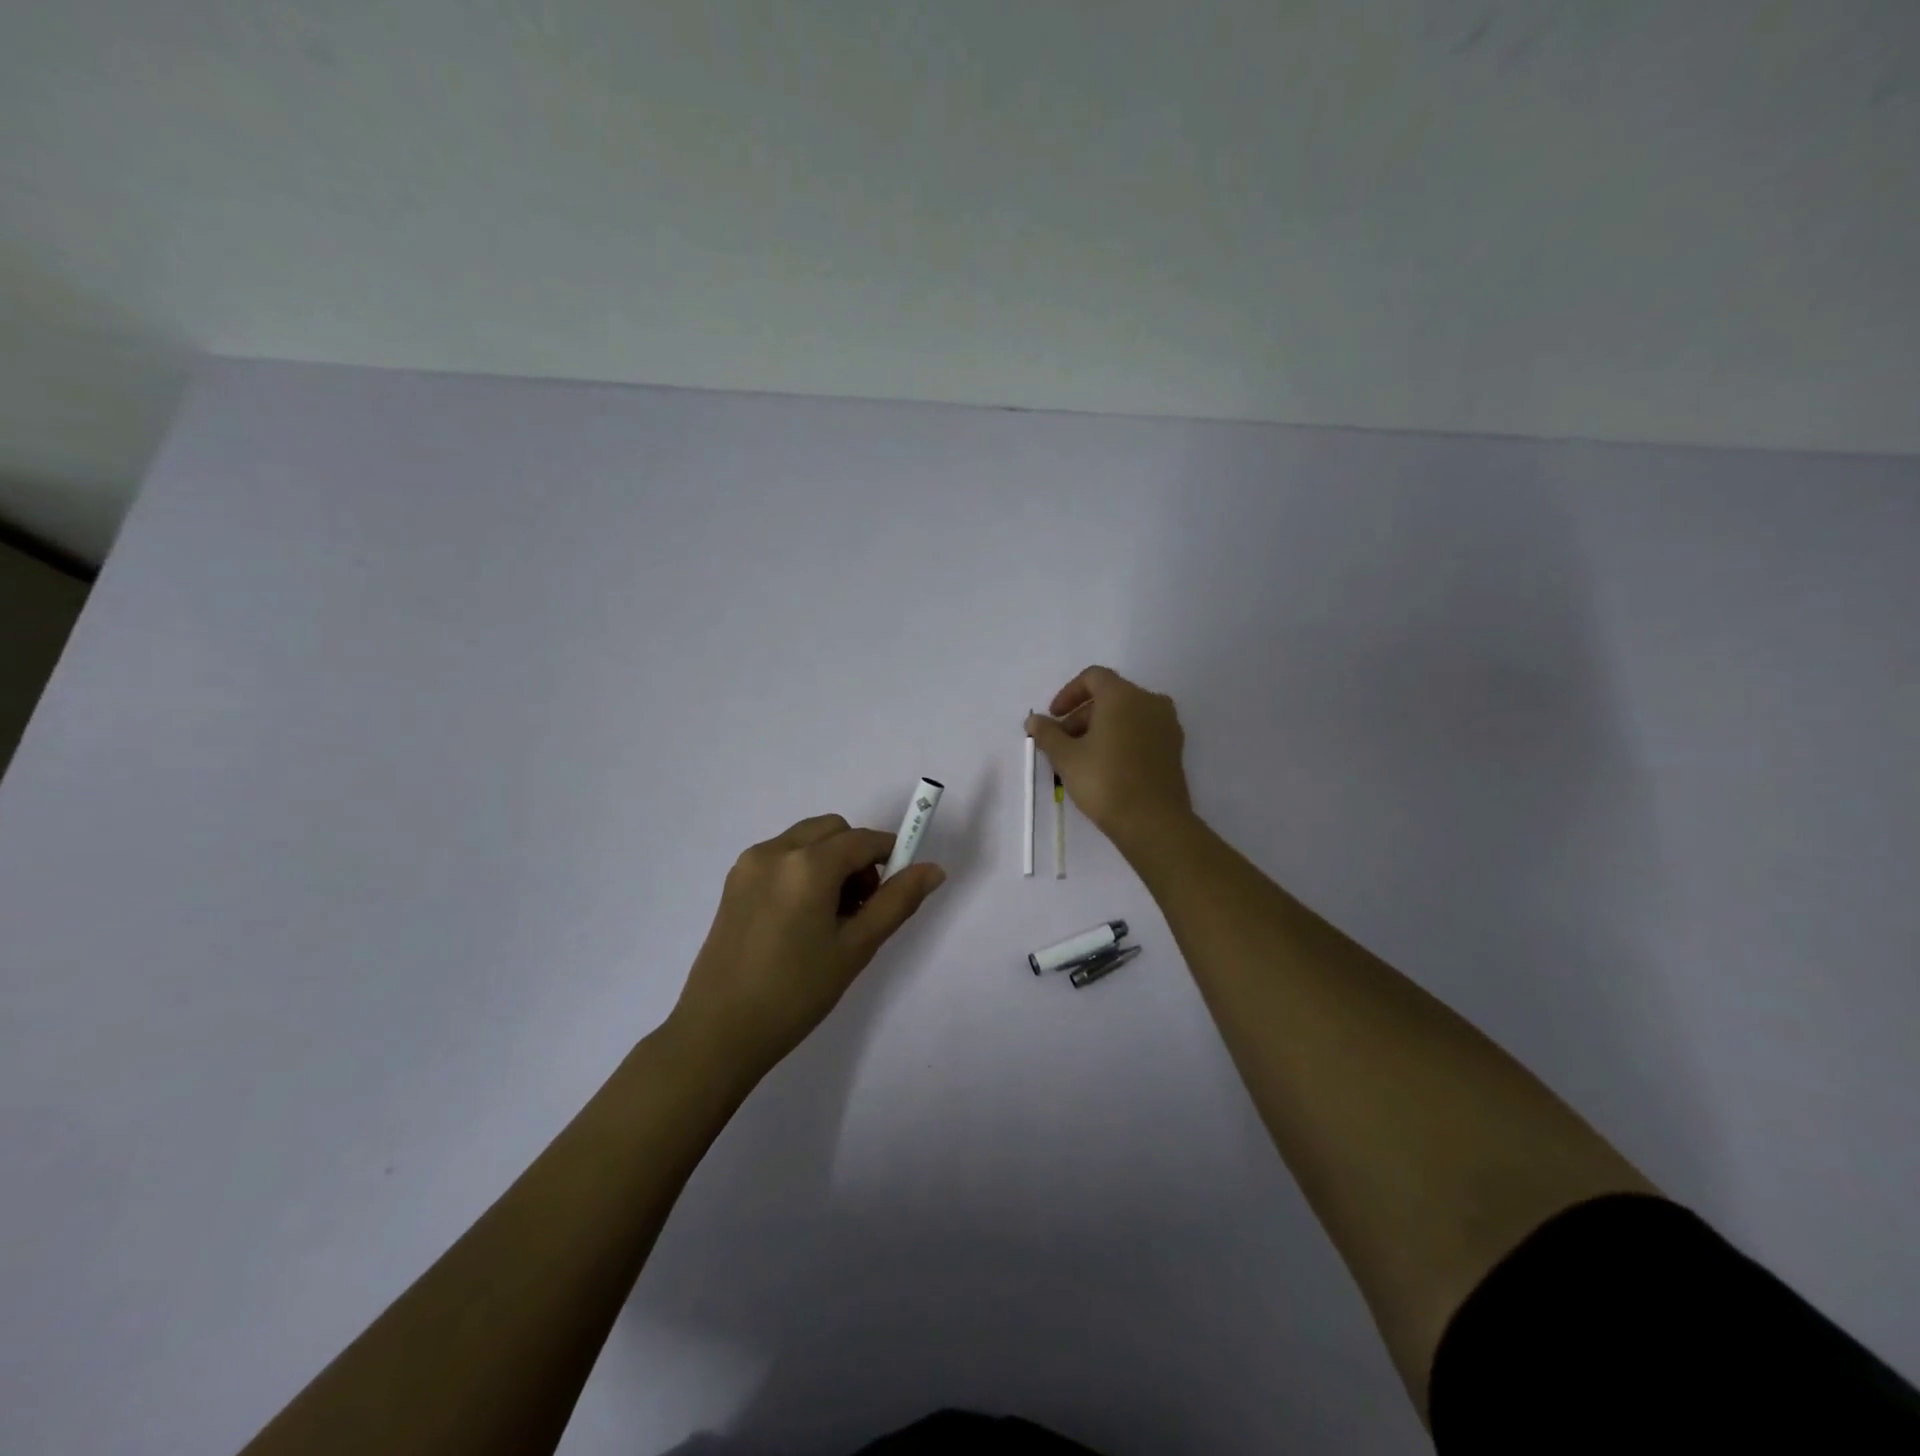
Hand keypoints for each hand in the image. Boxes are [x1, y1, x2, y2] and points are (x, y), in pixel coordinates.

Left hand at [670, 814, 945, 1078]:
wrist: (718, 1032)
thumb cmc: (796, 992)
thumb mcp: (855, 948)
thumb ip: (897, 901)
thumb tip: (934, 869)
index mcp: (808, 864)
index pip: (863, 840)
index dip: (890, 855)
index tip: (898, 889)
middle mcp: (776, 851)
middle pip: (833, 830)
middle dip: (857, 855)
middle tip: (861, 906)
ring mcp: (749, 864)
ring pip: (806, 840)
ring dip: (829, 861)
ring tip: (831, 916)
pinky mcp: (734, 882)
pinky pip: (781, 856)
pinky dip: (803, 869)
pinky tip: (801, 918)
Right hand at [1027, 666, 1192, 852]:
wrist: (1154, 822)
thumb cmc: (1105, 782)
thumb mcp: (1066, 758)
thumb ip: (1048, 734)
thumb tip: (1034, 720)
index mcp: (1123, 696)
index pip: (1093, 678)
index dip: (1068, 693)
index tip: (1054, 717)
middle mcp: (1150, 702)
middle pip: (1110, 696)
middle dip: (1081, 716)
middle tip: (1062, 744)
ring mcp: (1167, 725)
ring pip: (1127, 715)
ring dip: (1101, 728)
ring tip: (1082, 758)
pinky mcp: (1174, 748)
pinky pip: (1142, 731)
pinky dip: (1122, 738)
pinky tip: (1106, 766)